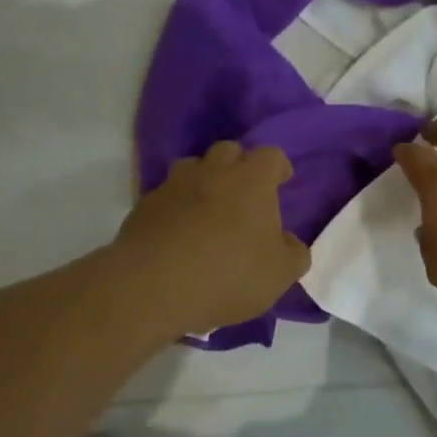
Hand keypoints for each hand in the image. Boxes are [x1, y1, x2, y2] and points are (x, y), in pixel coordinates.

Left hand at [116, 141, 310, 334]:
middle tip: (244, 194)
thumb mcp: (279, 274)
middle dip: (238, 165)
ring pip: (192, 168)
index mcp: (251, 180)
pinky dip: (175, 207)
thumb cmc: (228, 274)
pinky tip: (178, 234)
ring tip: (208, 210)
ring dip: (203, 181)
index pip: (270, 156)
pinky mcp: (144, 205)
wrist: (153, 286)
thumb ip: (293, 253)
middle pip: (228, 150)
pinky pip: (166, 196)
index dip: (277, 167)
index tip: (281, 181)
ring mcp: (173, 185)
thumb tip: (288, 242)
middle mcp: (212, 171)